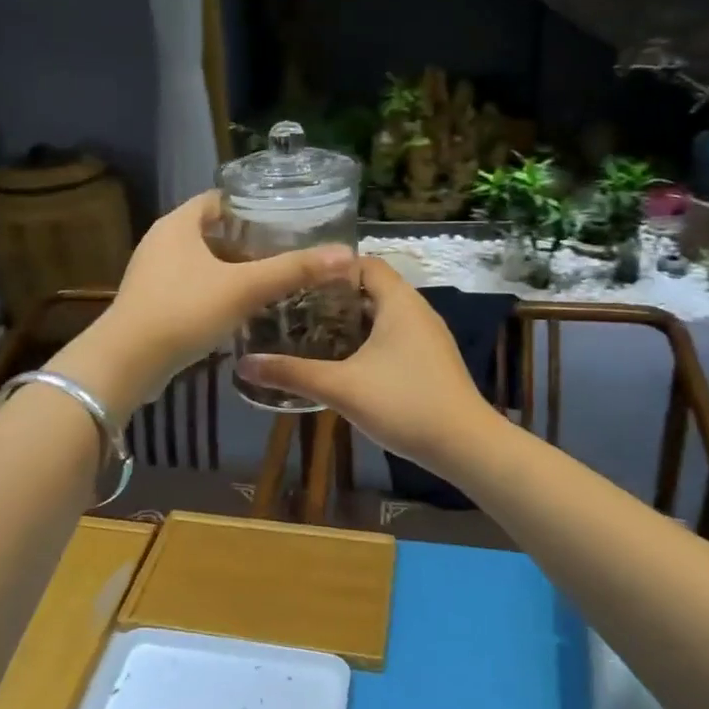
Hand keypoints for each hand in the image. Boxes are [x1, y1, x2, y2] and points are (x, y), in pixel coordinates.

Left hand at [63, 191, 354, 413]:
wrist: (127, 362)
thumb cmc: (184, 311)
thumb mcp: (244, 288)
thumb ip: (292, 271)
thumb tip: (345, 255)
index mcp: (178, 224)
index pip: (219, 199)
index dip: (251, 205)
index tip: (284, 218)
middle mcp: (161, 241)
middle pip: (210, 230)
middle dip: (246, 241)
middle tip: (283, 251)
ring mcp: (152, 273)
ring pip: (200, 261)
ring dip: (230, 268)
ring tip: (267, 279)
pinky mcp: (150, 302)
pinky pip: (189, 286)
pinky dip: (214, 291)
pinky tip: (237, 309)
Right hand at [237, 256, 498, 469]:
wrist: (465, 446)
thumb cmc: (404, 403)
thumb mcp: (341, 387)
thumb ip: (291, 373)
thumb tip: (243, 365)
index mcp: (399, 302)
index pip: (363, 263)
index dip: (330, 267)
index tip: (296, 279)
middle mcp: (417, 310)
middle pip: (372, 288)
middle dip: (334, 296)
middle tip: (294, 307)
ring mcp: (428, 336)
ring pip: (384, 314)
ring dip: (351, 320)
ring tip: (311, 330)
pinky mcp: (431, 360)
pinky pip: (395, 335)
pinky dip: (369, 339)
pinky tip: (345, 361)